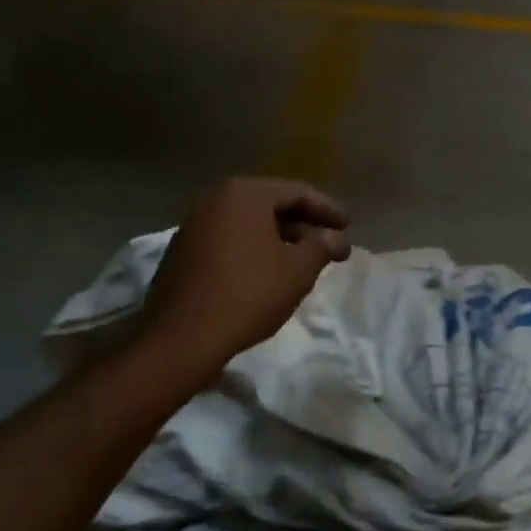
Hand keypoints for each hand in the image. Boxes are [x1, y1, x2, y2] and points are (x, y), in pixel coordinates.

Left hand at [137, 177, 351, 383]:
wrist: (181, 338)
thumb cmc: (247, 294)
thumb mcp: (297, 271)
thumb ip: (321, 246)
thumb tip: (335, 237)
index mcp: (244, 194)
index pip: (296, 192)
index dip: (327, 209)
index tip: (349, 225)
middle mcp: (215, 199)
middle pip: (270, 204)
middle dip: (304, 224)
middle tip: (330, 242)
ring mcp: (194, 225)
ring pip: (248, 223)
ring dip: (279, 238)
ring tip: (304, 258)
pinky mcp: (182, 251)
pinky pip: (229, 240)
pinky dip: (253, 249)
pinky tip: (268, 271)